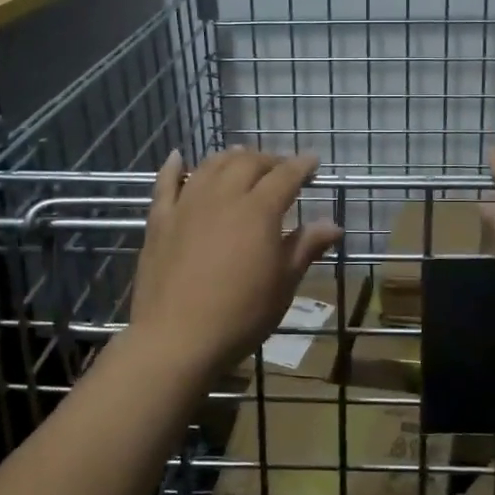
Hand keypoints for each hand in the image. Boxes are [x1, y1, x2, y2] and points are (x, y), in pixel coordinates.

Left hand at [128, 148, 341, 377]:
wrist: (176, 338)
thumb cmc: (241, 314)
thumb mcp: (283, 283)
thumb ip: (306, 246)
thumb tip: (334, 224)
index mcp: (259, 210)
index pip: (285, 175)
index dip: (301, 165)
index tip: (313, 161)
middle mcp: (223, 196)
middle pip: (247, 163)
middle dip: (268, 159)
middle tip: (280, 167)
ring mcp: (188, 205)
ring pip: (210, 166)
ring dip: (229, 157)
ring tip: (241, 157)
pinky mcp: (160, 220)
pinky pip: (165, 183)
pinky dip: (173, 166)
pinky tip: (177, 156)